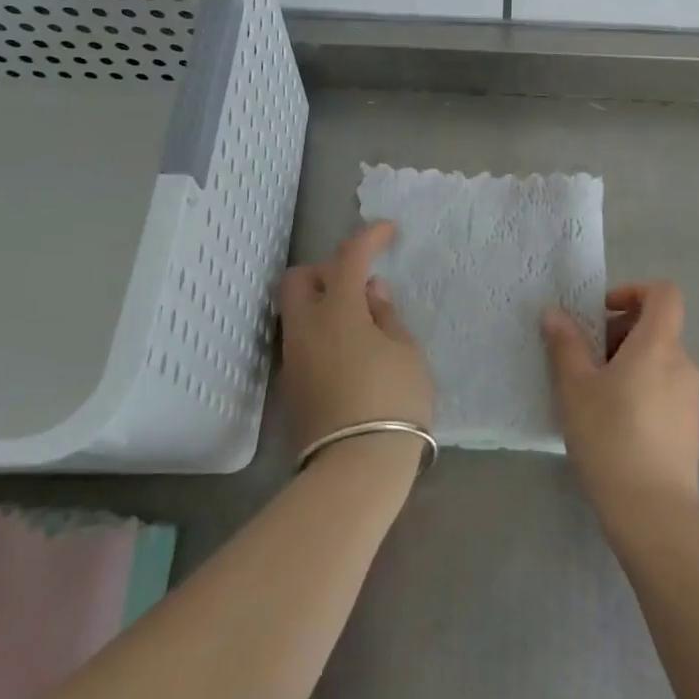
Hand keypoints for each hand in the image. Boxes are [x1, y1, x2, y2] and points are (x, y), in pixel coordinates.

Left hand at [278, 221, 434, 473]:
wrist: (357, 468)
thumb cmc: (393, 400)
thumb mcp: (406, 351)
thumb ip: (386, 315)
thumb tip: (370, 291)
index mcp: (337, 311)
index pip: (349, 257)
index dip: (369, 237)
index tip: (389, 230)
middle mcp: (306, 327)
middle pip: (299, 279)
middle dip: (326, 270)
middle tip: (360, 284)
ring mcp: (294, 357)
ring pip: (296, 310)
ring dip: (323, 301)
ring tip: (361, 321)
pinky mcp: (292, 384)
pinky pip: (301, 338)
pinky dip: (321, 329)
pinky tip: (350, 349)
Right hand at [541, 281, 698, 526]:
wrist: (653, 510)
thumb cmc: (610, 436)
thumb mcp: (575, 387)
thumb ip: (565, 344)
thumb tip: (554, 314)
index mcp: (658, 344)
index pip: (663, 294)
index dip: (634, 290)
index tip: (602, 311)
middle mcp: (682, 362)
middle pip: (655, 327)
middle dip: (618, 332)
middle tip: (584, 360)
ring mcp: (690, 395)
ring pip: (657, 359)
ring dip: (626, 362)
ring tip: (593, 394)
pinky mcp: (689, 424)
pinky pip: (663, 387)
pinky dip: (639, 387)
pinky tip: (613, 421)